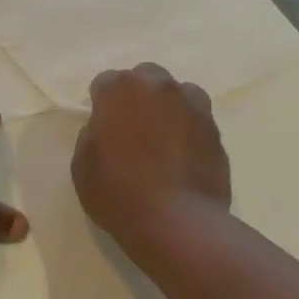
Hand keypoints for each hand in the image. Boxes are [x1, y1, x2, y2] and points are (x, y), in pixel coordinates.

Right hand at [72, 64, 230, 246]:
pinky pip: (198, 120)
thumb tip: (106, 129)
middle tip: (132, 127)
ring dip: (168, 107)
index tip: (101, 125)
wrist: (176, 221)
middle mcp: (159, 88)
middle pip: (146, 76)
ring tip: (162, 138)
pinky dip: (189, 130)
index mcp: (121, 91)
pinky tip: (182, 156)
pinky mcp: (216, 131)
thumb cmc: (118, 192)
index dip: (101, 102)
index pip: (106, 81)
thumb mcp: (82, 165)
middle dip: (138, 95)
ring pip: (179, 93)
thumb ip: (93, 135)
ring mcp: (193, 107)